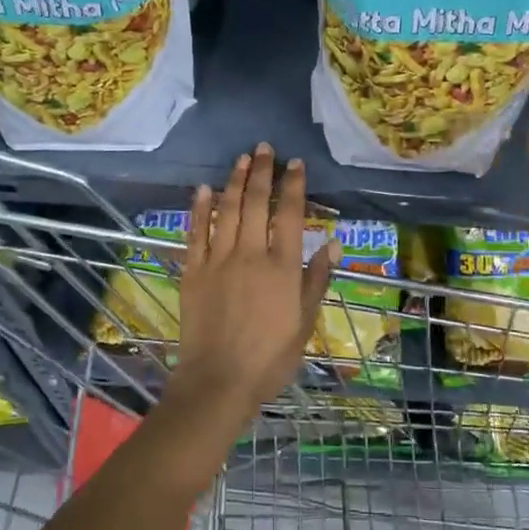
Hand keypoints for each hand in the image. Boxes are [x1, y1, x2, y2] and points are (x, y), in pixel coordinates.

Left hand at [163, 144, 337, 434]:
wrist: (219, 381)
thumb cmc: (270, 358)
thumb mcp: (305, 323)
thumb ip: (317, 279)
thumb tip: (335, 243)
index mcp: (282, 267)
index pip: (291, 215)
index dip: (294, 186)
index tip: (296, 164)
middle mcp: (250, 254)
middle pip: (257, 203)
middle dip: (262, 172)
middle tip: (265, 148)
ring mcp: (218, 260)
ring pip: (227, 210)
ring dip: (234, 181)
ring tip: (241, 159)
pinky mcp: (193, 271)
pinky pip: (196, 232)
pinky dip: (200, 208)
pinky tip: (204, 189)